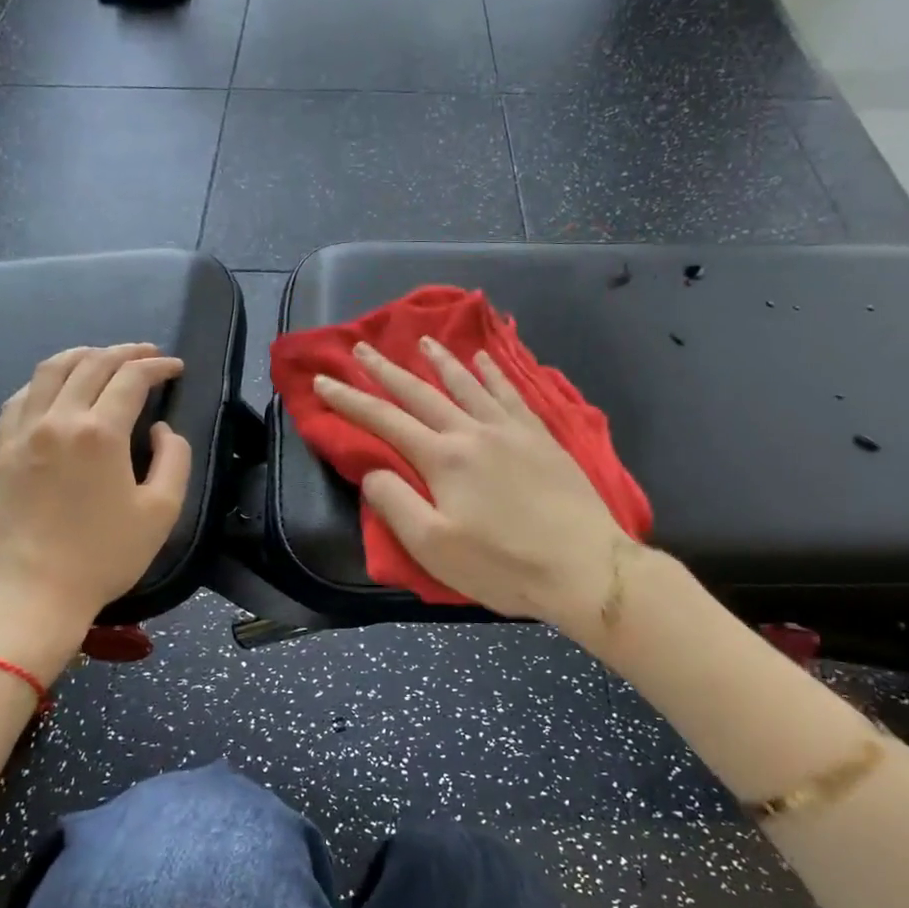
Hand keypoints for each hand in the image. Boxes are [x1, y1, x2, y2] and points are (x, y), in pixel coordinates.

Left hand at [0, 344, 191, 641]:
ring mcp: (23, 432)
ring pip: (50, 370)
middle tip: (148, 355)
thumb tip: (160, 430)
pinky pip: (20, 397)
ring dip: (83, 355)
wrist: (34, 594)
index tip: (175, 367)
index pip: (131, 379)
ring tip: (103, 357)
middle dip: (125, 353)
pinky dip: (44, 381)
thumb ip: (173, 459)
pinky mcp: (2, 450)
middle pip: (91, 364)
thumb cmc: (105, 556)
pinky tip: (56, 388)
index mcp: (99, 433)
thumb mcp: (162, 511)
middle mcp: (58, 420)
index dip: (157, 366)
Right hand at [312, 336, 634, 638]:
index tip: (324, 380)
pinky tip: (485, 359)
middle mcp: (473, 432)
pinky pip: (511, 393)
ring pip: (467, 385)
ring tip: (423, 341)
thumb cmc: (503, 565)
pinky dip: (493, 373)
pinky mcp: (541, 437)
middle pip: (421, 394)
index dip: (350, 400)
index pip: (385, 421)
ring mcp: (511, 430)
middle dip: (387, 371)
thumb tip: (372, 471)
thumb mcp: (433, 548)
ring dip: (440, 361)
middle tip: (363, 347)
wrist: (584, 566)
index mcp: (443, 459)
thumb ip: (395, 504)